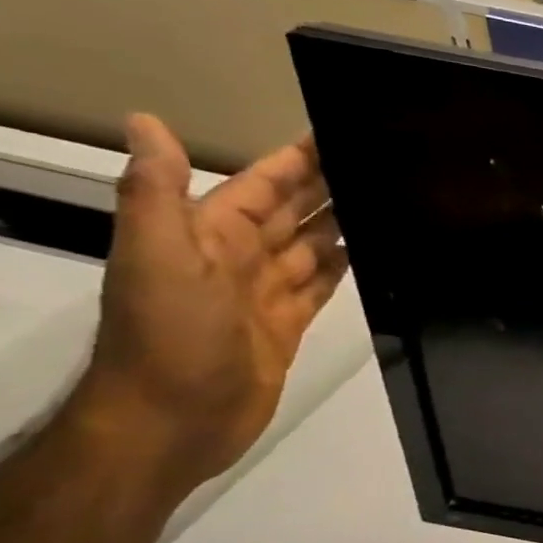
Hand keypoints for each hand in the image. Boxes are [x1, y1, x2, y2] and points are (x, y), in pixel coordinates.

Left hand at [76, 115, 349, 490]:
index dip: (298, 159)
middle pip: (295, 211)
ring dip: (348, 222)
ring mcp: (266, 292)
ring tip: (395, 201)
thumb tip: (146, 121)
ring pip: (316, 245)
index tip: (343, 133)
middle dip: (332, 185)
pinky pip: (325, 284)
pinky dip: (349, 265)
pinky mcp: (291, 323)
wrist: (172, 421)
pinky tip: (380, 251)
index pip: (262, 184)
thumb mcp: (157, 258)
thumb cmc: (168, 336)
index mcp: (209, 234)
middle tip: (386, 163)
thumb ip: (156, 193)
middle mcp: (239, 256)